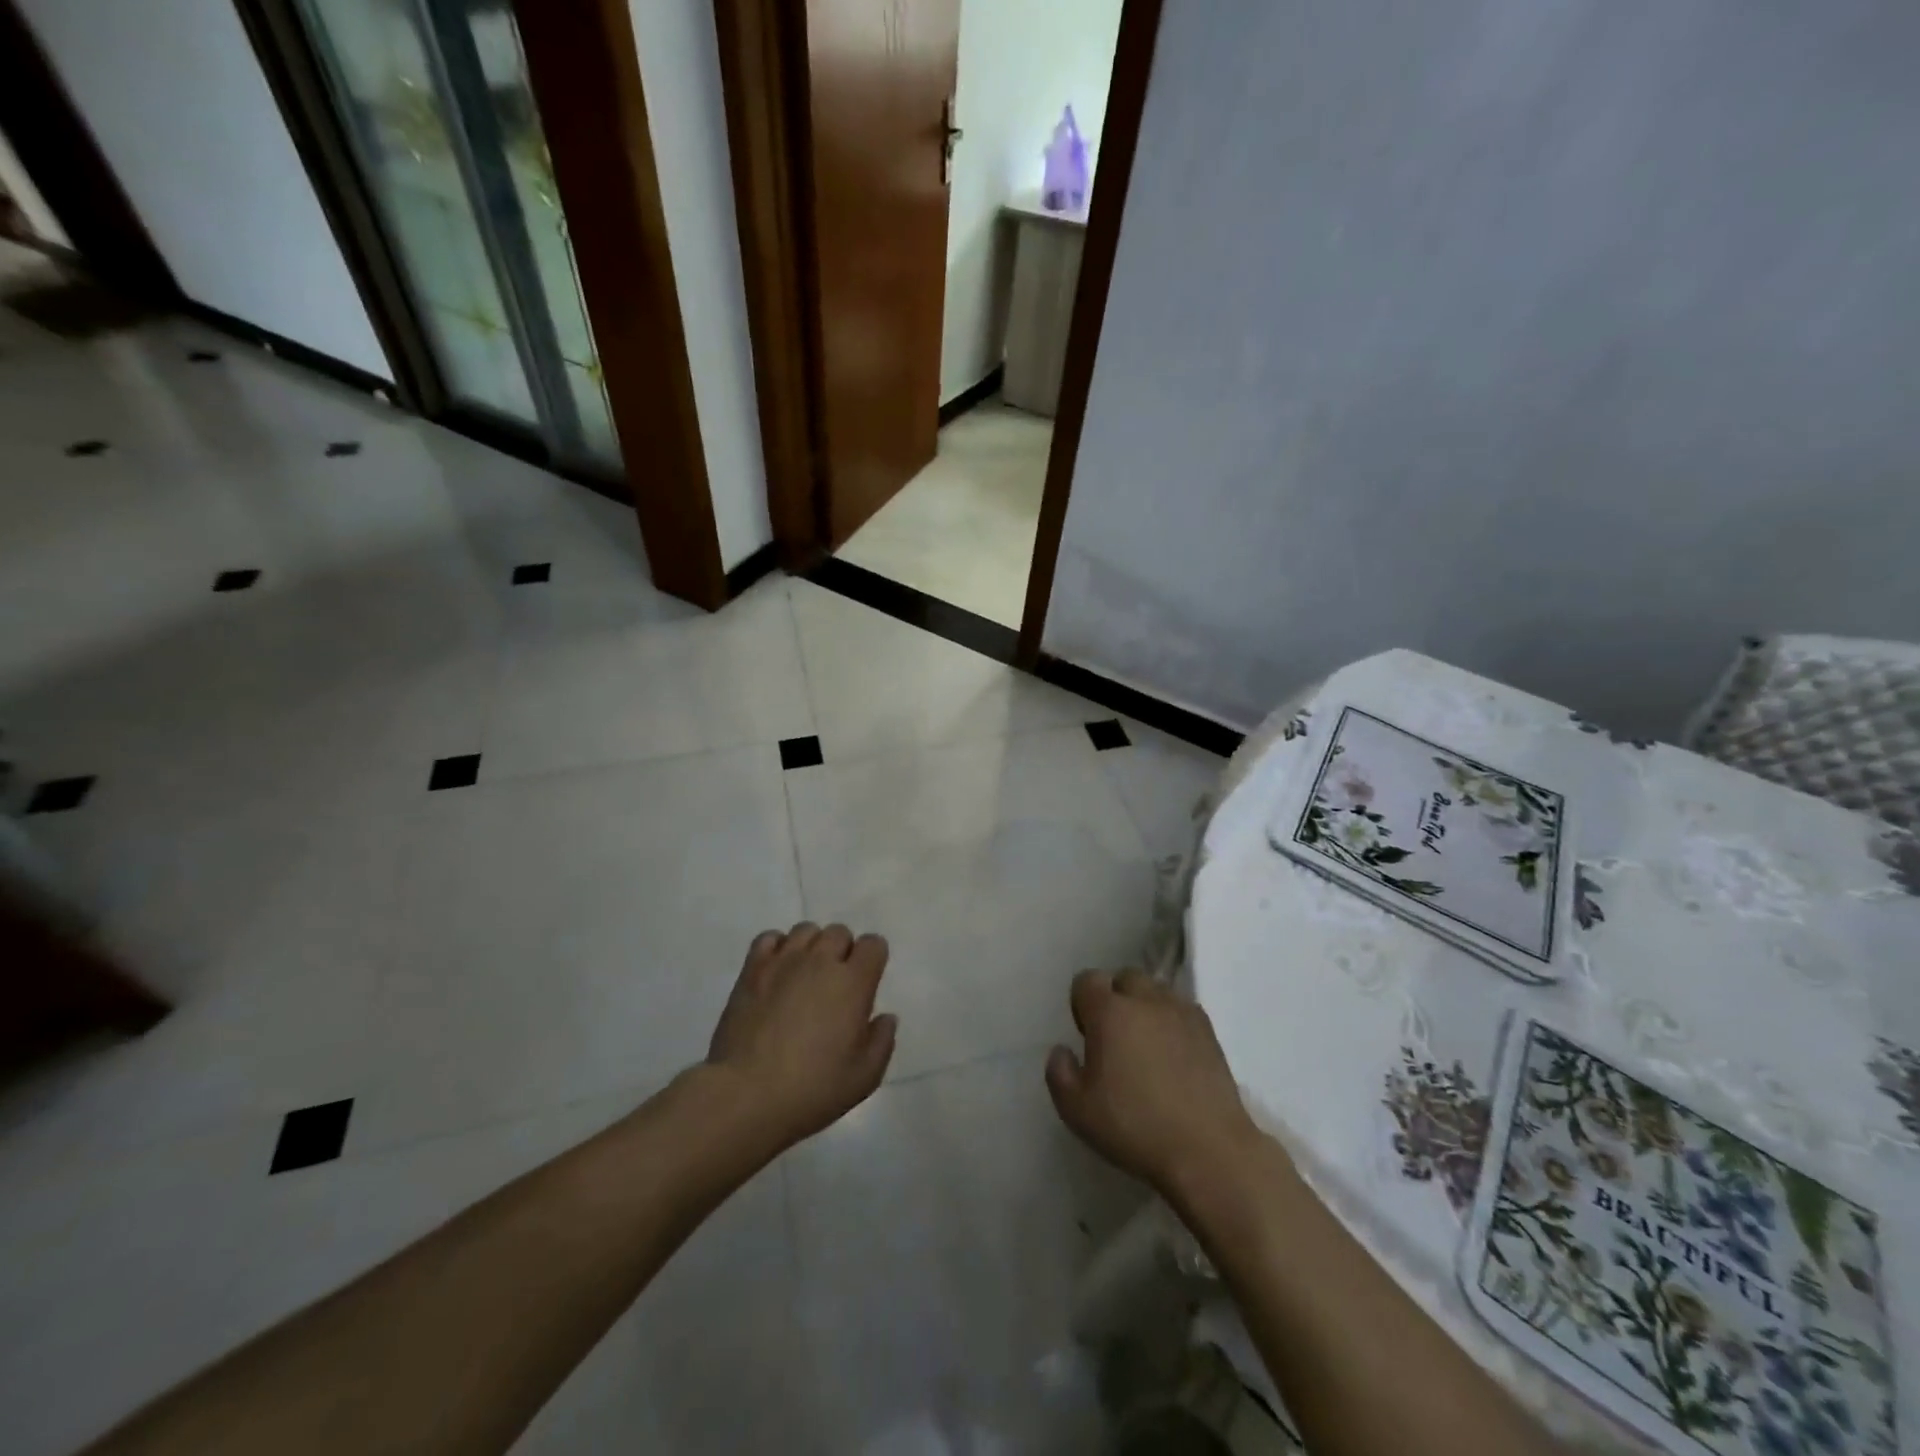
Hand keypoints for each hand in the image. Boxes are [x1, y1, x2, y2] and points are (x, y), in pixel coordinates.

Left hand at [706, 923, 896, 1147]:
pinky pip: (769, 938)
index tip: (866, 983)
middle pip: (839, 932)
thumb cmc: (813, 1088)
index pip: (873, 944)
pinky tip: (777, 972)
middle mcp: (821, 961)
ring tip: (805, 975)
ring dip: (812, 947)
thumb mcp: (864, 1076)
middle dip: (843, 951)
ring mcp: (784, 961)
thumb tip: (885, 1017)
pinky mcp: (752, 969)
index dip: (873, 959)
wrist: (747, 1094)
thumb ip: (882, 1041)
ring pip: (806, 930)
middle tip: (835, 984)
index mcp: (853, 982)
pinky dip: (778, 948)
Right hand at [1046, 969, 1263, 1195]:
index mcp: (1109, 1012)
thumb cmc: (1135, 1127)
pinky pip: (1182, 1010)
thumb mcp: (1077, 1110)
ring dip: (1146, 1007)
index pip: (1087, 980)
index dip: (1081, 1002)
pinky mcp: (1209, 1031)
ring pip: (1157, 991)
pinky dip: (1173, 1022)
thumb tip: (1062, 1050)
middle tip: (1115, 1037)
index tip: (1086, 1034)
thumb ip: (1059, 1073)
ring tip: (1147, 1045)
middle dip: (1116, 998)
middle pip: (1125, 978)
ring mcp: (1181, 1012)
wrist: (1208, 1150)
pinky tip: (1175, 1056)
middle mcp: (1145, 1000)